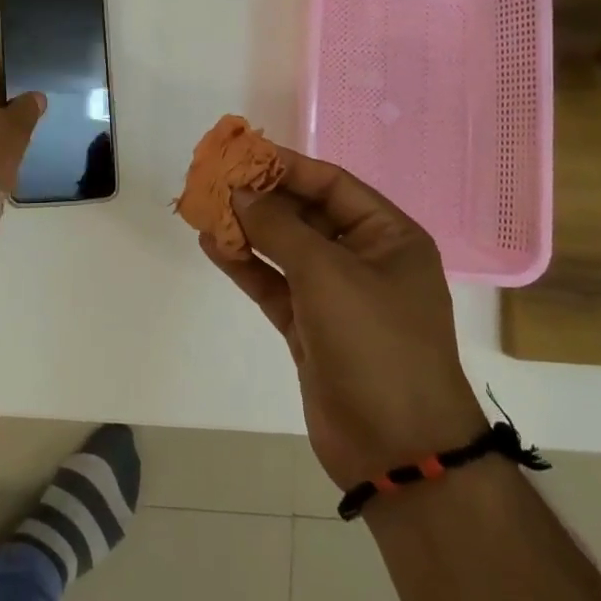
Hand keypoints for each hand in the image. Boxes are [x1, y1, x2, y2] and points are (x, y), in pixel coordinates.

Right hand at [199, 147, 483, 489]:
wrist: (397, 446)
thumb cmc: (375, 342)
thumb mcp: (327, 272)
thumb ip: (278, 226)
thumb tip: (239, 190)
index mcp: (388, 237)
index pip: (332, 184)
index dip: (286, 167)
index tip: (241, 154)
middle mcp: (364, 259)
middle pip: (305, 214)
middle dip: (260, 198)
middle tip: (213, 180)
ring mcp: (335, 296)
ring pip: (284, 249)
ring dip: (246, 230)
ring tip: (204, 209)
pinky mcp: (309, 327)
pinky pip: (273, 284)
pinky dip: (244, 265)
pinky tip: (212, 246)